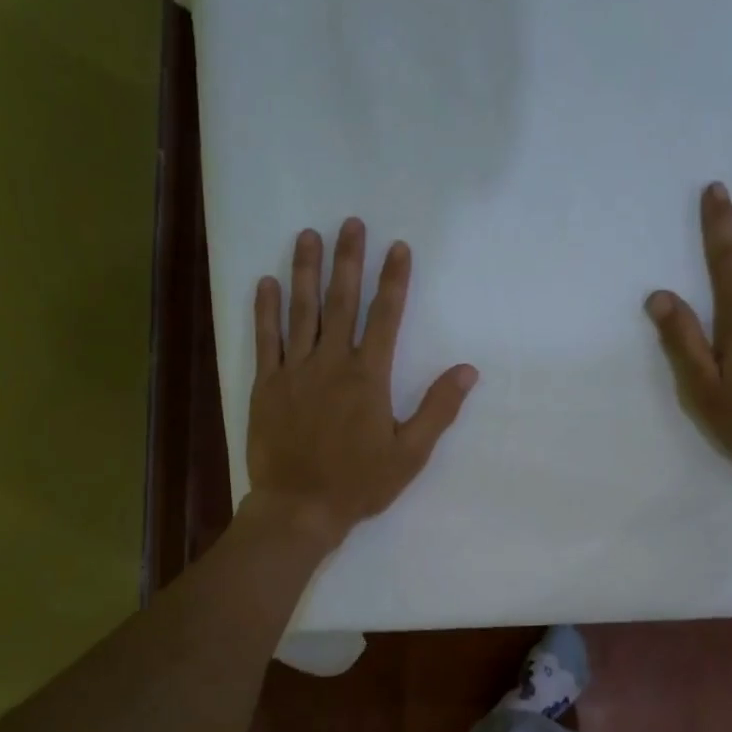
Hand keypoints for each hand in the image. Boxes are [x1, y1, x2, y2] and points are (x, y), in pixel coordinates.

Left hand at [244, 219, 477, 550]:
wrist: (298, 508)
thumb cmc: (359, 484)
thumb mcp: (410, 453)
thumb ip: (437, 409)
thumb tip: (467, 370)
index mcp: (368, 377)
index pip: (385, 317)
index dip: (393, 280)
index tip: (398, 247)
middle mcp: (331, 363)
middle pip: (341, 301)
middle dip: (348, 260)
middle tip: (351, 223)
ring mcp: (294, 372)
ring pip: (300, 311)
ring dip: (304, 271)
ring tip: (307, 236)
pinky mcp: (266, 386)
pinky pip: (265, 340)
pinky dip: (265, 310)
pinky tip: (265, 282)